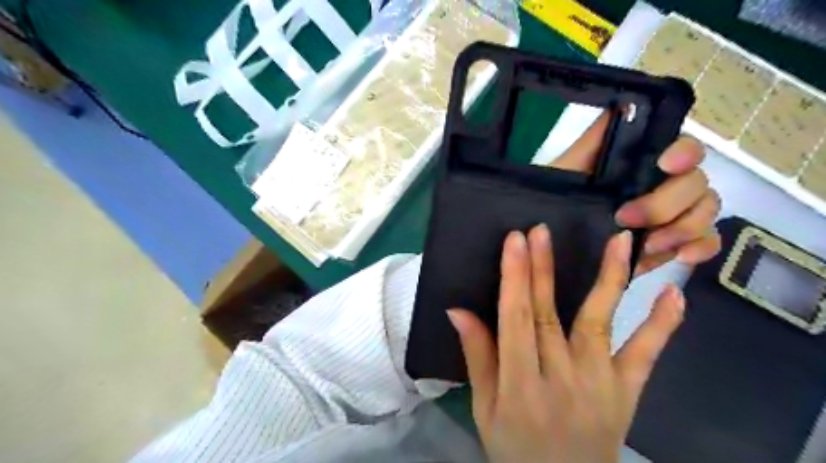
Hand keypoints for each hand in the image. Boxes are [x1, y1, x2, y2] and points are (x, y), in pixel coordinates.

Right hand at [450, 228, 681, 462]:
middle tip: (540, 230)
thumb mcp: (484, 407)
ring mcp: (600, 384)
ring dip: (608, 279)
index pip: (515, 320)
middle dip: (543, 268)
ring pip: (599, 323)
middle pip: (549, 314)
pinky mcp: (627, 391)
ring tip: (618, 240)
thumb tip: (457, 310)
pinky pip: (646, 355)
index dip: (514, 278)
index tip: (514, 241)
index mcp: (520, 385)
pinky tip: (673, 293)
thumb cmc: (514, 446)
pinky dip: (661, 325)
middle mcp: (561, 379)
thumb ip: (477, 356)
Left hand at [546, 114, 723, 276]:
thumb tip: (622, 103)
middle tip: (626, 218)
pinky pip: (706, 242)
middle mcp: (663, 185)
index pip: (683, 148)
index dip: (683, 152)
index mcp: (642, 165)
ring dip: (683, 228)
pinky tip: (681, 256)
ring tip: (649, 244)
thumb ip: (594, 140)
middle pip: (697, 183)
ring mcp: (673, 215)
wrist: (551, 240)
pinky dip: (701, 248)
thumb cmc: (558, 199)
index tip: (665, 164)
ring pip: (706, 211)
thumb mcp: (567, 169)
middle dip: (666, 203)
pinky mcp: (673, 244)